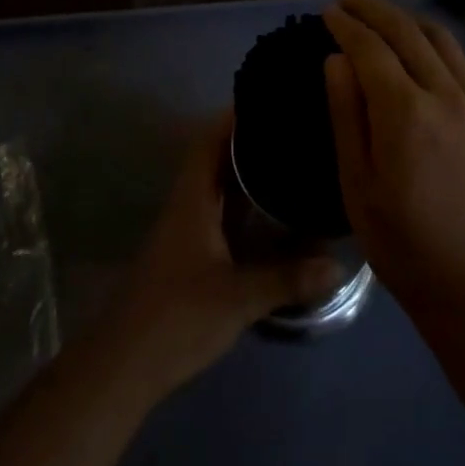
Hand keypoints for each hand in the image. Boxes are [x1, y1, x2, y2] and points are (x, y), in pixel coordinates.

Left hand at [111, 113, 341, 394]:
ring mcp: (187, 232)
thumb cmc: (177, 317)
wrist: (125, 365)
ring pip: (219, 189)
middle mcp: (187, 206)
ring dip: (248, 174)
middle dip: (250, 142)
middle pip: (216, 160)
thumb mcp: (238, 298)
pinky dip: (245, 207)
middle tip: (290, 130)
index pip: (210, 141)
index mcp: (192, 200)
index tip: (267, 100)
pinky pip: (222, 215)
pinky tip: (273, 214)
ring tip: (289, 161)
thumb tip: (338, 264)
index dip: (234, 117)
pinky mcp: (190, 256)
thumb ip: (287, 278)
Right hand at [322, 0, 464, 316]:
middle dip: (373, 8)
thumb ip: (346, 114)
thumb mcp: (356, 183)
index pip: (371, 49)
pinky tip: (419, 40)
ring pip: (438, 39)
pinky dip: (434, 38)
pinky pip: (460, 60)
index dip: (347, 25)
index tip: (327, 11)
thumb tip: (337, 59)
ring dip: (405, 17)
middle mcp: (444, 95)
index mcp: (405, 114)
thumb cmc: (402, 242)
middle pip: (406, 32)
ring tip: (378, 9)